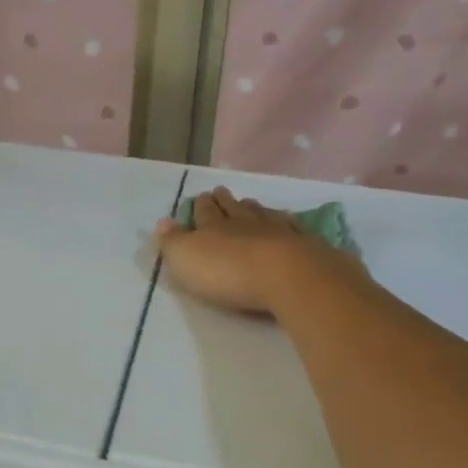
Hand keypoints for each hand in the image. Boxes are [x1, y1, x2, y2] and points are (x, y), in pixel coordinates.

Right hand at [155, 187, 361, 314]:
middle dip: (225, 201)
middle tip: (221, 191)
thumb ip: (172, 242)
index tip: (201, 196)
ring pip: (262, 214)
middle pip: (233, 208)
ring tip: (250, 203)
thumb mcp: (186, 259)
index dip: (201, 206)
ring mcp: (277, 231)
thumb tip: (162, 221)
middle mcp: (245, 223)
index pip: (204, 212)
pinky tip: (287, 221)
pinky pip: (292, 227)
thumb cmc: (228, 272)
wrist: (287, 276)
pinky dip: (286, 222)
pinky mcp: (305, 245)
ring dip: (254, 209)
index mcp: (213, 228)